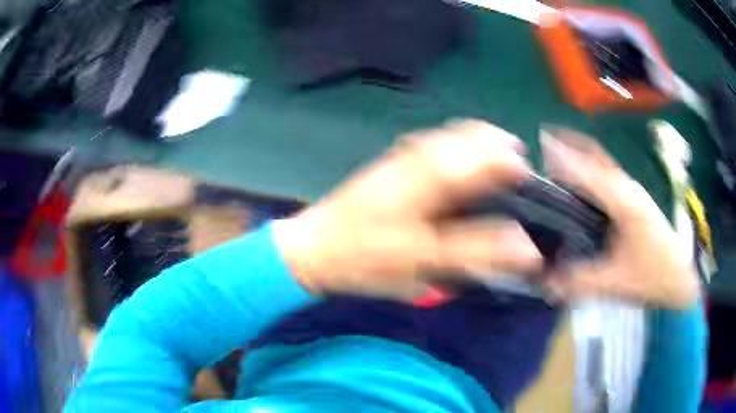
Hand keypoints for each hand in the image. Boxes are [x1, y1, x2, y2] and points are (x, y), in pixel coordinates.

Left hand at [273, 120, 543, 300]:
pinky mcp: (391, 162)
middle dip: (497, 145)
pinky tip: (463, 159)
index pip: (476, 161)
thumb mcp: (420, 263)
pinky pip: (432, 142)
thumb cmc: (363, 259)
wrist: (314, 247)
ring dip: (479, 141)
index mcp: (422, 184)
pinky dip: (457, 143)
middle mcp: (413, 161)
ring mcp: (400, 158)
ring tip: (499, 158)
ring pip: (449, 135)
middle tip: (517, 167)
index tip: (528, 174)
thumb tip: (522, 246)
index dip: (507, 163)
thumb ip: (473, 252)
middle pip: (464, 137)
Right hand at [541, 129, 700, 308]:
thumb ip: (579, 282)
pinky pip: (608, 175)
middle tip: (543, 150)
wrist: (681, 276)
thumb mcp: (615, 283)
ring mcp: (633, 191)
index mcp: (624, 202)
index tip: (541, 146)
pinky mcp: (635, 200)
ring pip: (603, 164)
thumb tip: (544, 282)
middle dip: (571, 147)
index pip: (589, 171)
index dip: (565, 158)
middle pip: (596, 157)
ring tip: (556, 162)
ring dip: (581, 157)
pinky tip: (581, 183)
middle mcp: (628, 188)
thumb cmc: (652, 275)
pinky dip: (591, 170)